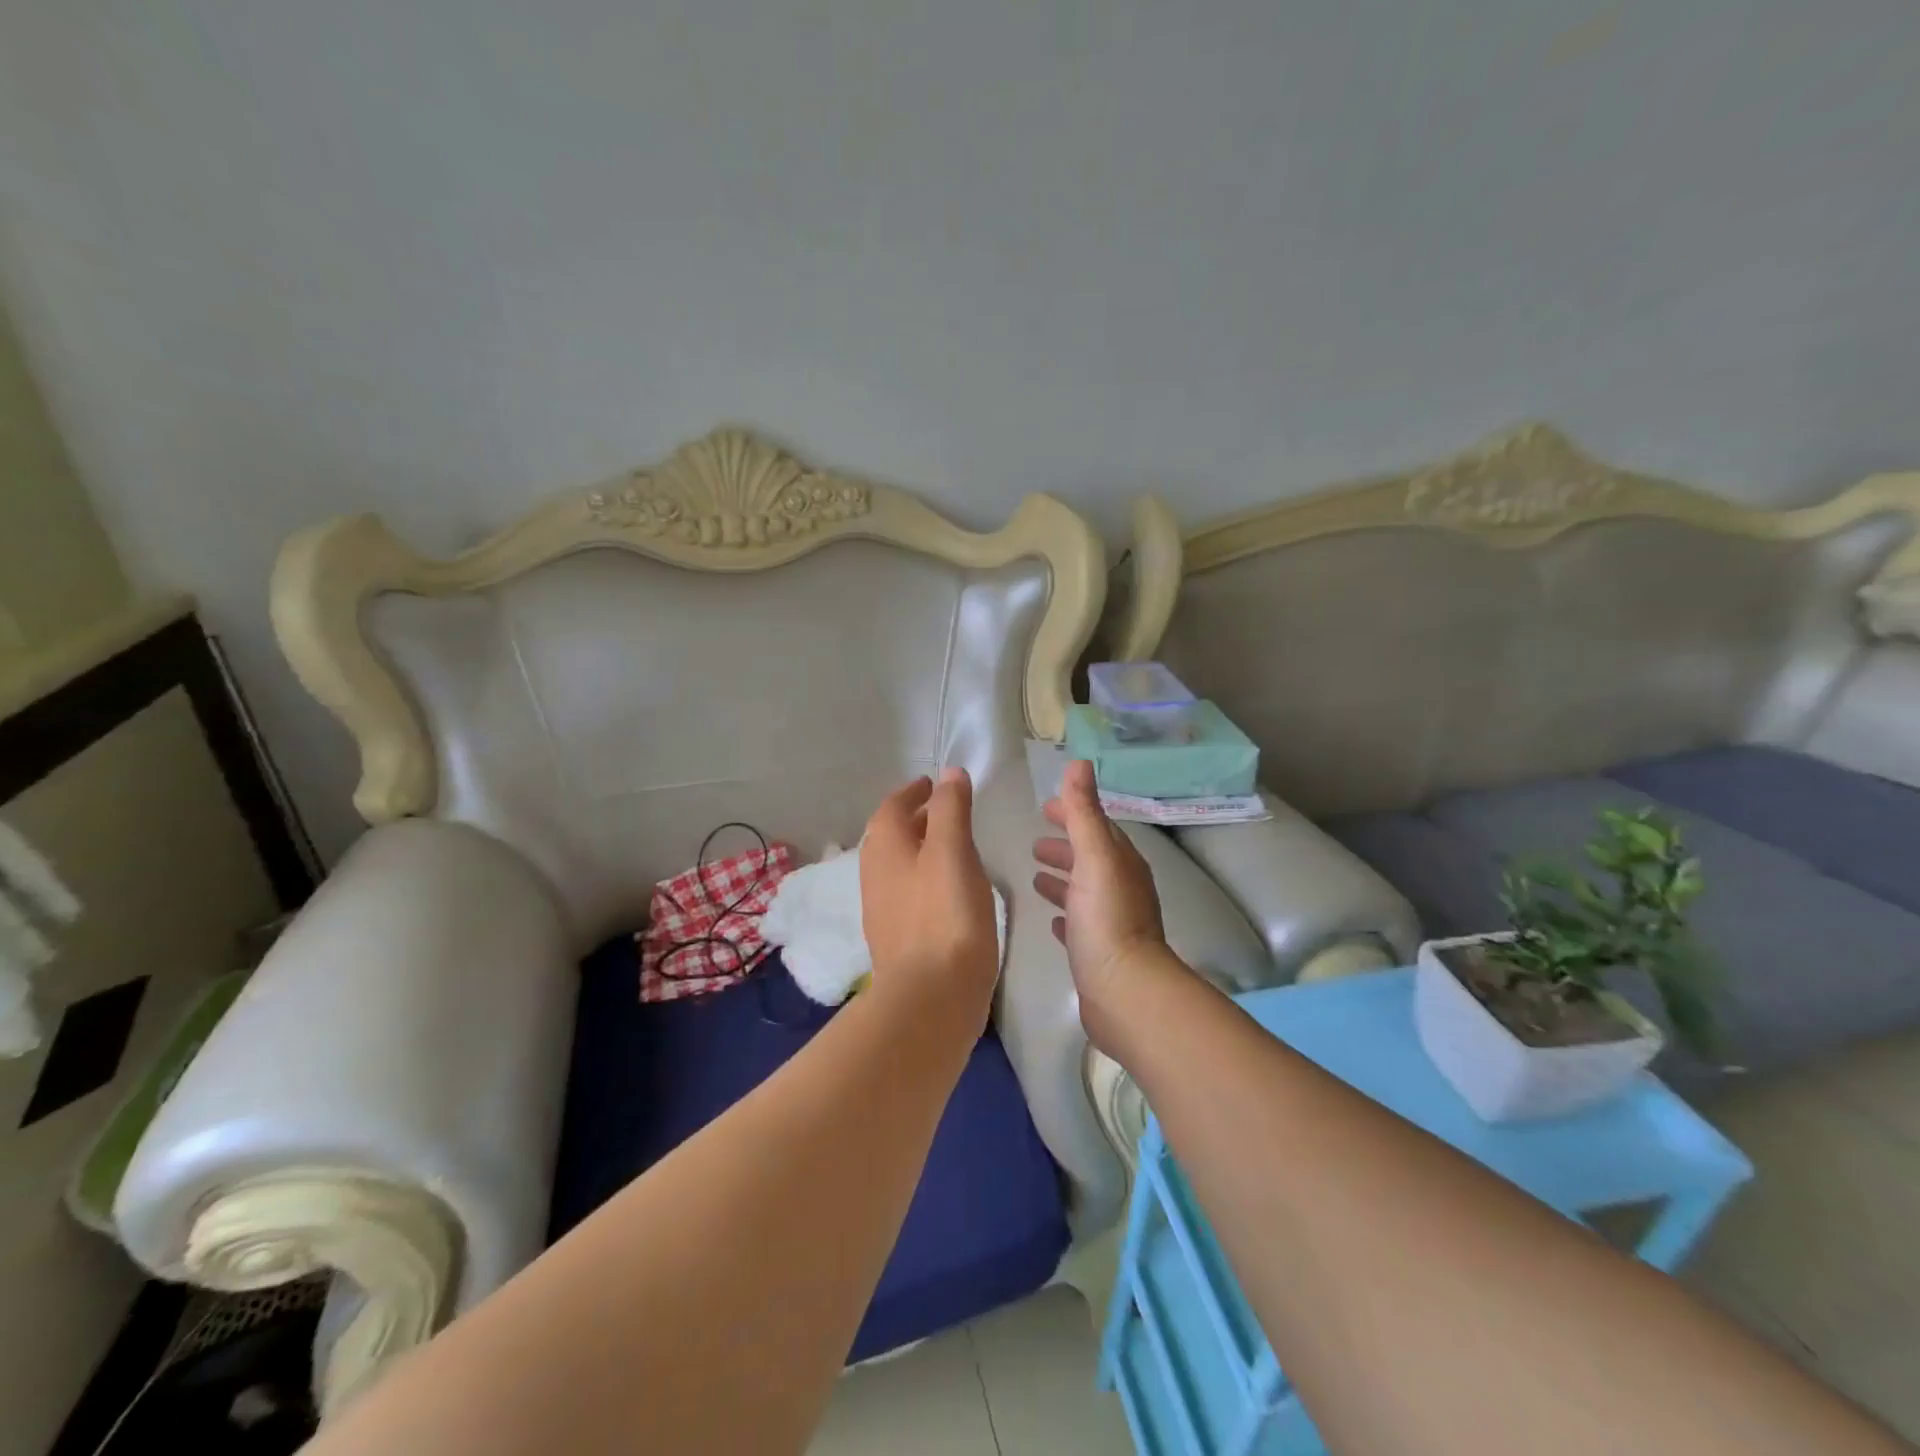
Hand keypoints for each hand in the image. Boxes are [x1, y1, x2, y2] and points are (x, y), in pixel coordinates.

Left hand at [860, 768, 1000, 1026]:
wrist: (930, 997)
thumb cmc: (945, 915)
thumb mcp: (953, 852)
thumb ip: (950, 809)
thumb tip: (948, 774)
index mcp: (884, 846)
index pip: (893, 806)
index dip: (914, 792)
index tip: (934, 785)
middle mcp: (875, 873)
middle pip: (893, 835)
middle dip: (917, 818)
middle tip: (948, 811)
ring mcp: (883, 908)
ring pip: (900, 865)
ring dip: (922, 849)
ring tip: (954, 847)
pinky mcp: (898, 938)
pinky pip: (909, 892)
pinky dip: (926, 878)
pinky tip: (950, 891)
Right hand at [1033, 760, 1172, 1052]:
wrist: (1124, 993)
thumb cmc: (1106, 919)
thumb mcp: (1094, 856)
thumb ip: (1084, 811)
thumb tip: (1079, 763)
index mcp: (1122, 863)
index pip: (1098, 827)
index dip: (1073, 814)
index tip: (1045, 808)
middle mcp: (1121, 888)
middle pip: (1091, 858)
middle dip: (1065, 846)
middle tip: (1034, 842)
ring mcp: (1112, 922)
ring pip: (1085, 891)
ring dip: (1063, 878)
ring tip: (1034, 874)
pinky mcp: (1100, 953)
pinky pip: (1081, 924)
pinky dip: (1066, 914)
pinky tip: (1051, 920)